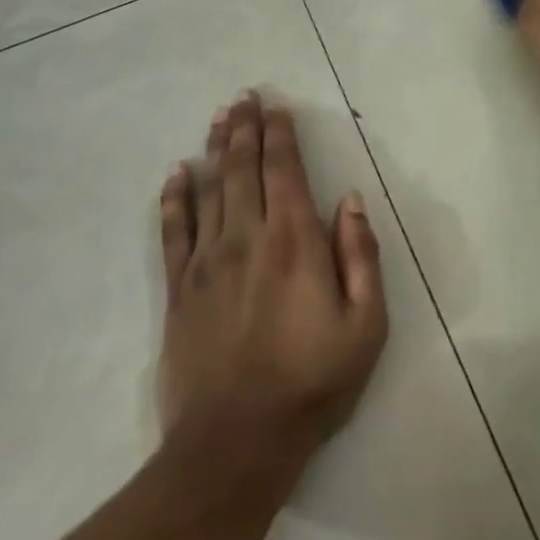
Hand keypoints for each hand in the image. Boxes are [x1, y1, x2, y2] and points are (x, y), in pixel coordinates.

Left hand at [157, 94, 387, 467]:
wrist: (236, 443)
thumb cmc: (312, 382)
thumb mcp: (365, 325)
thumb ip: (361, 255)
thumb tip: (351, 199)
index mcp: (294, 242)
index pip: (284, 171)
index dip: (280, 135)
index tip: (276, 108)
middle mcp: (247, 238)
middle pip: (243, 169)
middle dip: (245, 128)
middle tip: (243, 96)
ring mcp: (207, 262)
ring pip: (210, 189)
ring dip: (215, 149)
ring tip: (218, 117)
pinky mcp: (179, 289)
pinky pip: (174, 231)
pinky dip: (174, 198)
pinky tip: (175, 174)